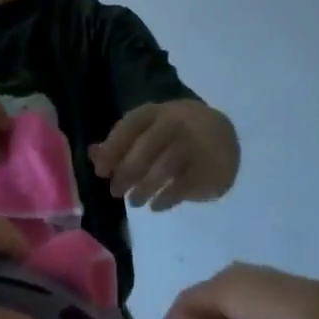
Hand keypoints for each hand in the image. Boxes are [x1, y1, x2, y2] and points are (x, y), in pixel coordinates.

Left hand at [90, 99, 237, 209]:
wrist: (224, 135)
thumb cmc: (174, 134)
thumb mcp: (149, 129)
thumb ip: (121, 142)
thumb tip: (94, 156)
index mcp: (158, 112)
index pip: (131, 124)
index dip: (114, 147)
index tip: (101, 171)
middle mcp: (177, 124)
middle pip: (146, 147)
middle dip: (127, 172)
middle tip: (115, 192)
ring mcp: (195, 144)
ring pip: (165, 166)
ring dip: (145, 187)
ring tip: (134, 202)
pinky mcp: (210, 167)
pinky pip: (184, 185)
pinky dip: (166, 198)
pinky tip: (156, 206)